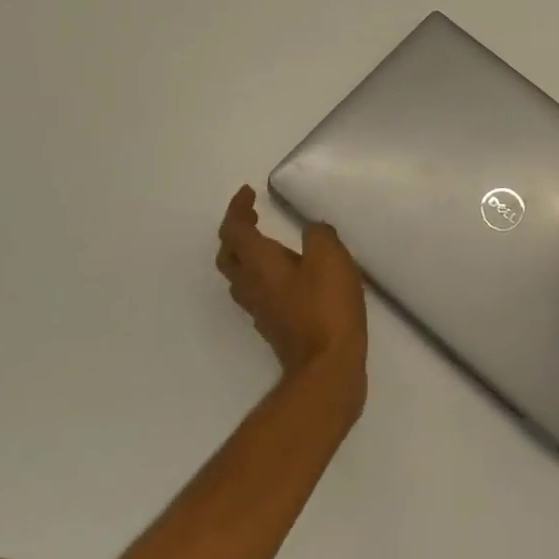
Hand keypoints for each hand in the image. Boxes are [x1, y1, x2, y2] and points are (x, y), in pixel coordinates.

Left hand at [215, 186, 367, 386]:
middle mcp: (251, 285)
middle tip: (253, 216)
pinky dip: (263, 276)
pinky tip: (288, 276)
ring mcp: (260, 309)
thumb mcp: (330, 257)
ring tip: (269, 243)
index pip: (234, 230)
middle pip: (228, 255)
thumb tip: (311, 232)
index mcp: (259, 263)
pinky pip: (257, 293)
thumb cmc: (326, 307)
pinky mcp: (274, 326)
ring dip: (246, 255)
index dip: (237, 208)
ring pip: (239, 277)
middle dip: (236, 232)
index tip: (248, 192)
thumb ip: (318, 235)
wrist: (327, 367)